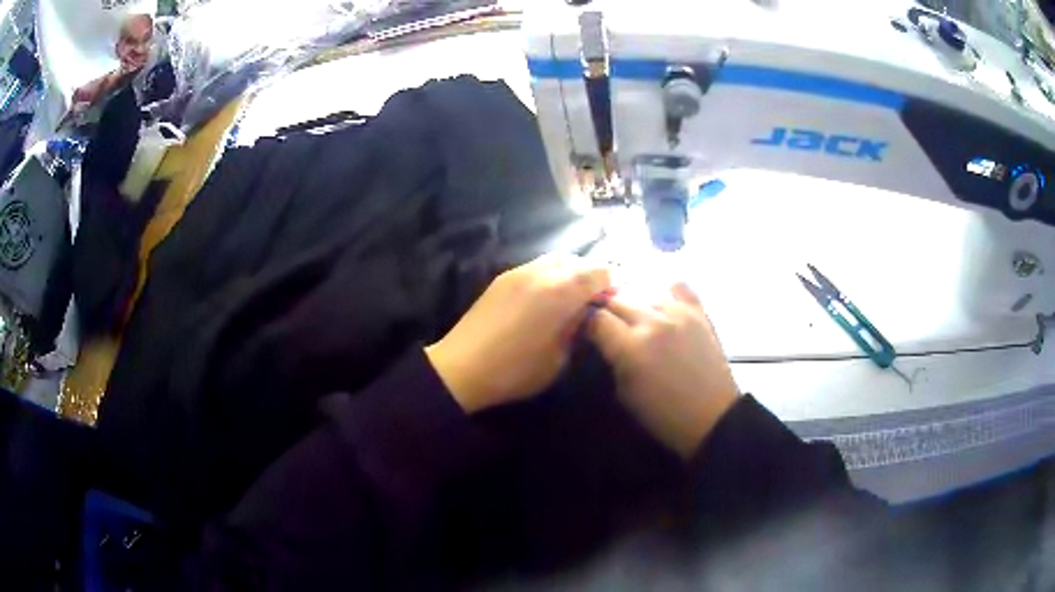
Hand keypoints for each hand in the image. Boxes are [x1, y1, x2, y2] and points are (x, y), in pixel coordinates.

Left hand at [425, 254, 610, 413]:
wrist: (462, 367)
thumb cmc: (515, 370)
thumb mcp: (557, 358)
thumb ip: (575, 329)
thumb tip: (583, 313)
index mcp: (560, 292)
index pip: (598, 273)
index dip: (610, 284)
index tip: (612, 300)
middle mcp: (541, 273)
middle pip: (577, 261)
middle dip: (591, 275)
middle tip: (594, 297)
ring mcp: (519, 272)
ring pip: (555, 259)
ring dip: (569, 272)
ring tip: (571, 295)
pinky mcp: (502, 278)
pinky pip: (535, 267)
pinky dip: (549, 274)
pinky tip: (546, 296)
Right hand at [588, 284, 738, 458]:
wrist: (712, 416)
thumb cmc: (663, 415)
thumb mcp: (624, 393)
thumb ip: (612, 360)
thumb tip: (603, 340)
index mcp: (631, 347)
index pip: (595, 318)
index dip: (585, 323)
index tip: (585, 331)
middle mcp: (652, 322)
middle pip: (616, 300)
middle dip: (605, 311)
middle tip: (605, 325)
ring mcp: (678, 313)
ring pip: (643, 293)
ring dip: (633, 305)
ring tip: (634, 319)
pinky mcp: (699, 312)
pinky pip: (678, 288)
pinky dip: (666, 293)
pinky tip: (662, 305)